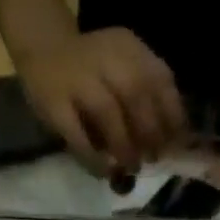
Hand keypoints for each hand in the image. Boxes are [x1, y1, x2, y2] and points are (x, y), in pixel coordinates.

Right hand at [18, 28, 186, 172]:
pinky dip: (92, 158)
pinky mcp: (54, 104)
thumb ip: (143, 94)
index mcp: (127, 47)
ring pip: (107, 111)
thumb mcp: (122, 66)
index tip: (176, 141)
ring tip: (132, 167)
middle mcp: (104, 57)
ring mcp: (77, 79)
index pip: (158, 77)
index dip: (171, 112)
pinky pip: (76, 135)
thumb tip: (167, 139)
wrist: (43, 48)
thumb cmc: (91, 67)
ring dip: (123, 144)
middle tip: (153, 158)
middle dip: (149, 130)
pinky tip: (103, 172)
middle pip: (135, 92)